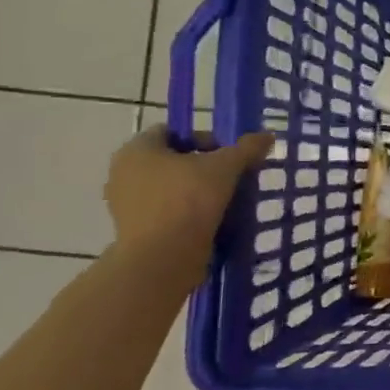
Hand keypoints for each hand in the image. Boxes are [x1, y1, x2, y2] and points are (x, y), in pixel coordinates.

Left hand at [105, 128, 274, 262]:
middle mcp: (123, 172)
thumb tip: (267, 136)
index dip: (203, 138)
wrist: (163, 257)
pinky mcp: (133, 229)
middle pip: (170, 160)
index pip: (172, 132)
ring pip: (168, 187)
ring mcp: (124, 203)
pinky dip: (185, 212)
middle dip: (201, 167)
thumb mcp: (225, 167)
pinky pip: (165, 211)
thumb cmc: (188, 200)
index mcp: (137, 150)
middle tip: (229, 177)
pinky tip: (209, 221)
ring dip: (195, 191)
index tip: (227, 155)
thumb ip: (246, 149)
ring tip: (224, 201)